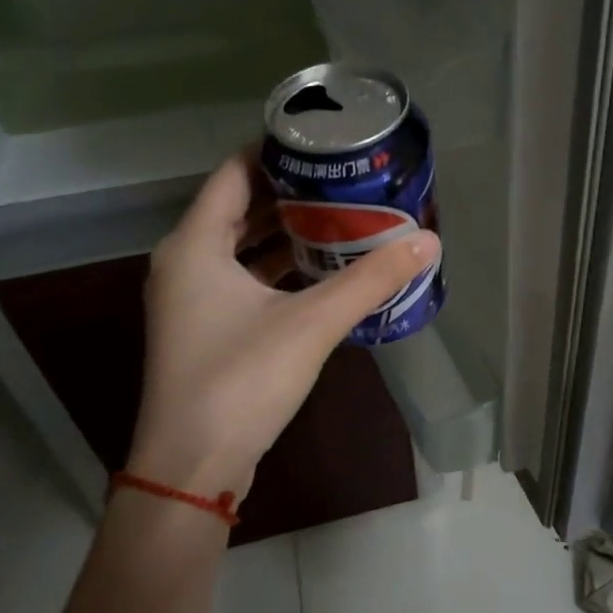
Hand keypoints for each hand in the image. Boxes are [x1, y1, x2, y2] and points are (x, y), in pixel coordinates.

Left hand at [125, 151, 438, 499]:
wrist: (191, 469)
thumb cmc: (240, 382)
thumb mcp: (311, 324)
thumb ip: (370, 280)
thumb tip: (427, 242)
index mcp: (194, 245)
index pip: (233, 171)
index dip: (276, 152)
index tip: (325, 144)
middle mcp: (184, 262)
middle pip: (238, 206)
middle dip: (291, 192)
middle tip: (345, 179)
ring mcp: (192, 299)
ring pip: (241, 246)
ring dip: (286, 232)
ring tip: (342, 216)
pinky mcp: (206, 329)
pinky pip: (244, 279)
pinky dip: (279, 268)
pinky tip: (323, 270)